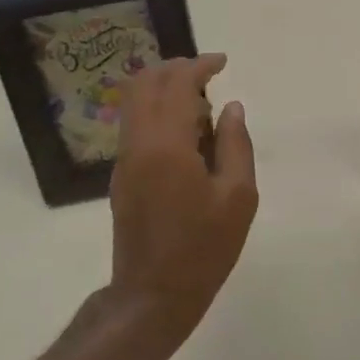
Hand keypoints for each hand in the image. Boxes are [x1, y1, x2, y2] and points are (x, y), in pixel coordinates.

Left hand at [110, 54, 257, 337]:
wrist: (152, 296)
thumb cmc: (203, 248)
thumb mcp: (238, 197)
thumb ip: (236, 144)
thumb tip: (230, 107)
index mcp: (167, 143)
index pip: (177, 82)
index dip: (200, 65)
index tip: (223, 63)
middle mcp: (138, 142)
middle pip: (145, 81)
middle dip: (176, 68)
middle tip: (208, 75)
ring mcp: (124, 158)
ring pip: (134, 100)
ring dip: (164, 88)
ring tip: (201, 107)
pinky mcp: (120, 174)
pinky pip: (135, 122)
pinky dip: (157, 110)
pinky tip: (186, 133)